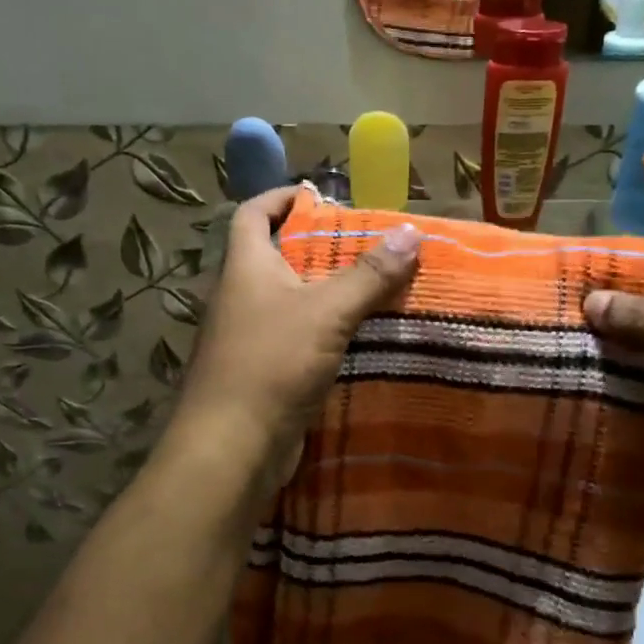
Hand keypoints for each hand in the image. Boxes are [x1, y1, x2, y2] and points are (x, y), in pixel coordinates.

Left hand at [173, 186, 422, 495]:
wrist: (232, 447)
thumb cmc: (271, 363)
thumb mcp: (327, 311)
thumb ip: (368, 274)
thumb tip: (411, 232)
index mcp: (246, 267)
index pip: (254, 214)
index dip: (281, 198)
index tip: (320, 196)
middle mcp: (242, 296)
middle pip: (279, 257)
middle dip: (322, 248)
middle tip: (370, 246)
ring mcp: (251, 337)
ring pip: (294, 302)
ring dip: (330, 294)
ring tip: (378, 289)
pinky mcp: (264, 373)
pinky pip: (300, 339)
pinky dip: (328, 333)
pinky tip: (363, 339)